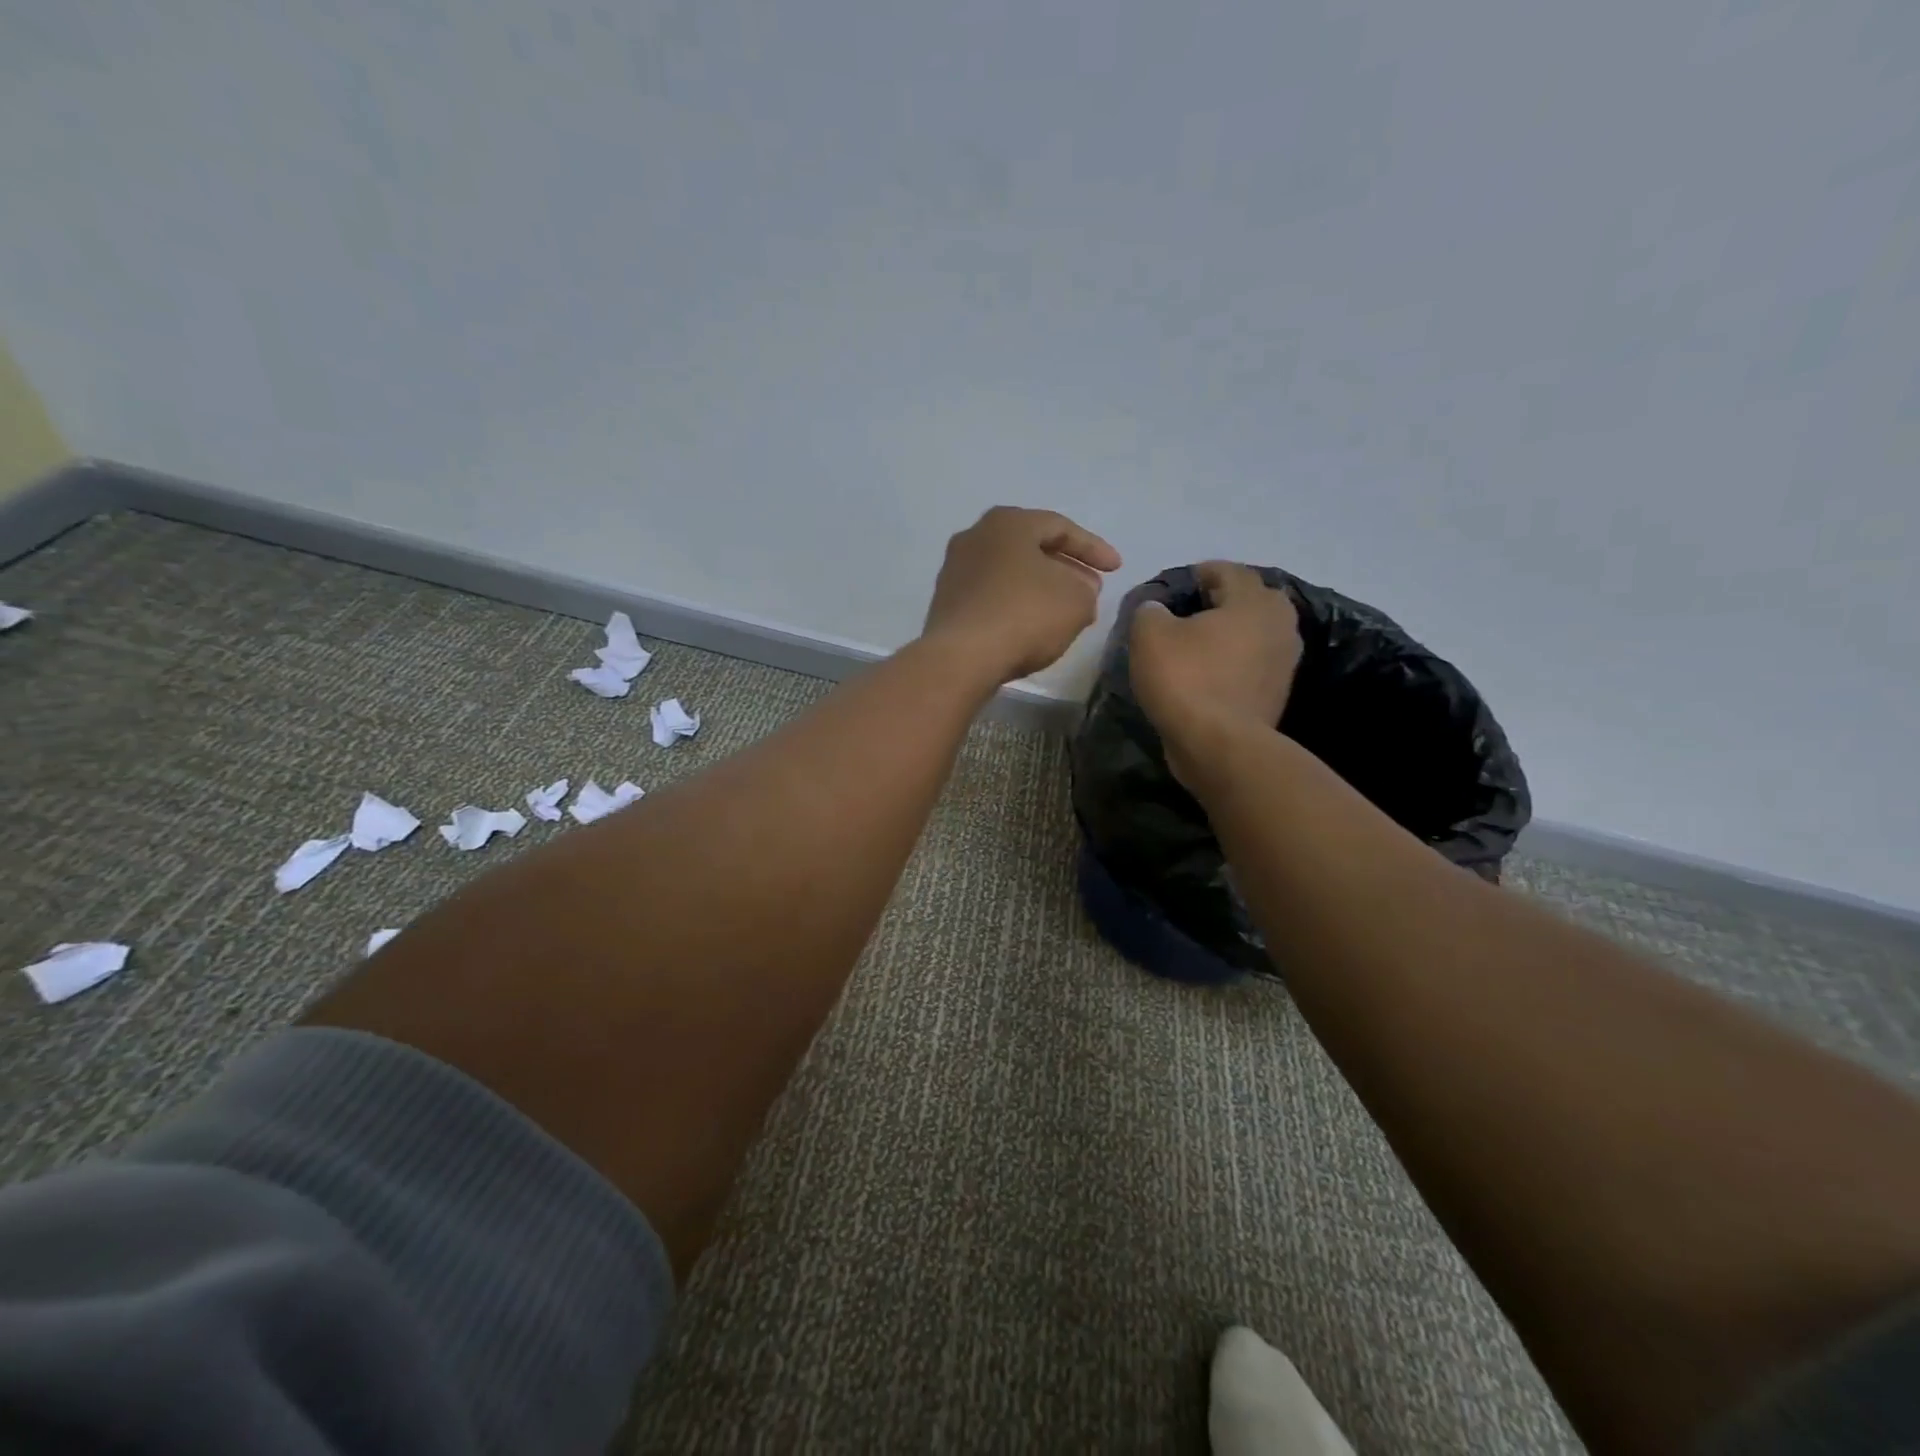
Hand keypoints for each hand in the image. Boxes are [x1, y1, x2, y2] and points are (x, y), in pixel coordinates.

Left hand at [922, 507, 1122, 683]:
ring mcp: (955, 570)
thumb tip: (1078, 589)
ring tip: (1066, 611)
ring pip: (1010, 573)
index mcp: (1007, 522)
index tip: (1116, 569)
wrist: (961, 657)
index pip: (1060, 527)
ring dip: (1041, 588)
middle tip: (1091, 589)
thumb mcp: (1077, 601)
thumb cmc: (1024, 615)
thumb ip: (1086, 589)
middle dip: (1065, 568)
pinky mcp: (947, 603)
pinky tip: (1032, 627)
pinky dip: (1016, 605)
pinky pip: (992, 596)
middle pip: (1031, 548)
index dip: (1093, 548)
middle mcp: (975, 537)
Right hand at [1128, 561, 1302, 772]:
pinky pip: (1252, 663)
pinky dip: (1232, 662)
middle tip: (1186, 613)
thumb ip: (1150, 611)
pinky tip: (1206, 673)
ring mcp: (1284, 661)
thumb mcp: (1149, 636)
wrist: (1218, 745)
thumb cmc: (1186, 679)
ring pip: (1253, 633)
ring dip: (1228, 634)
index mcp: (1254, 600)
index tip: (1174, 586)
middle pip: (1248, 600)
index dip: (1198, 574)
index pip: (1227, 571)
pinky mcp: (1277, 692)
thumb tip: (1156, 610)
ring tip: (1194, 644)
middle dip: (1220, 601)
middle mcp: (1280, 624)